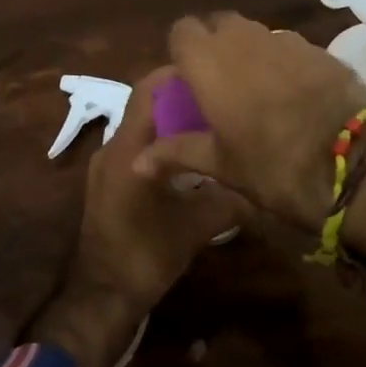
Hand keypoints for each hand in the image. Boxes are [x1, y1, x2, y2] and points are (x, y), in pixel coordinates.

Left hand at [29, 68, 246, 366]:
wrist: (102, 296)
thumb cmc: (146, 256)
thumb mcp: (195, 228)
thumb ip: (229, 201)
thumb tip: (264, 183)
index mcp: (128, 150)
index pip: (149, 91)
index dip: (177, 74)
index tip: (212, 70)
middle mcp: (113, 148)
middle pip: (146, 104)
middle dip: (181, 96)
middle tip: (220, 96)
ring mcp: (107, 165)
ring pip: (142, 126)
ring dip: (171, 120)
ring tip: (211, 121)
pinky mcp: (108, 181)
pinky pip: (137, 147)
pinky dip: (161, 142)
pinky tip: (190, 156)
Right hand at [131, 13, 365, 231]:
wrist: (354, 162)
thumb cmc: (273, 165)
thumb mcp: (221, 165)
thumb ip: (177, 153)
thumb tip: (137, 162)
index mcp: (209, 61)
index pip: (181, 30)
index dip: (182, 51)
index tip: (188, 81)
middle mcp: (243, 39)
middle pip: (219, 25)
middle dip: (214, 46)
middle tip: (218, 85)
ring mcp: (285, 40)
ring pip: (255, 34)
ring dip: (249, 53)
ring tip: (257, 92)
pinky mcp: (319, 50)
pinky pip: (288, 47)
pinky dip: (282, 63)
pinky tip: (294, 96)